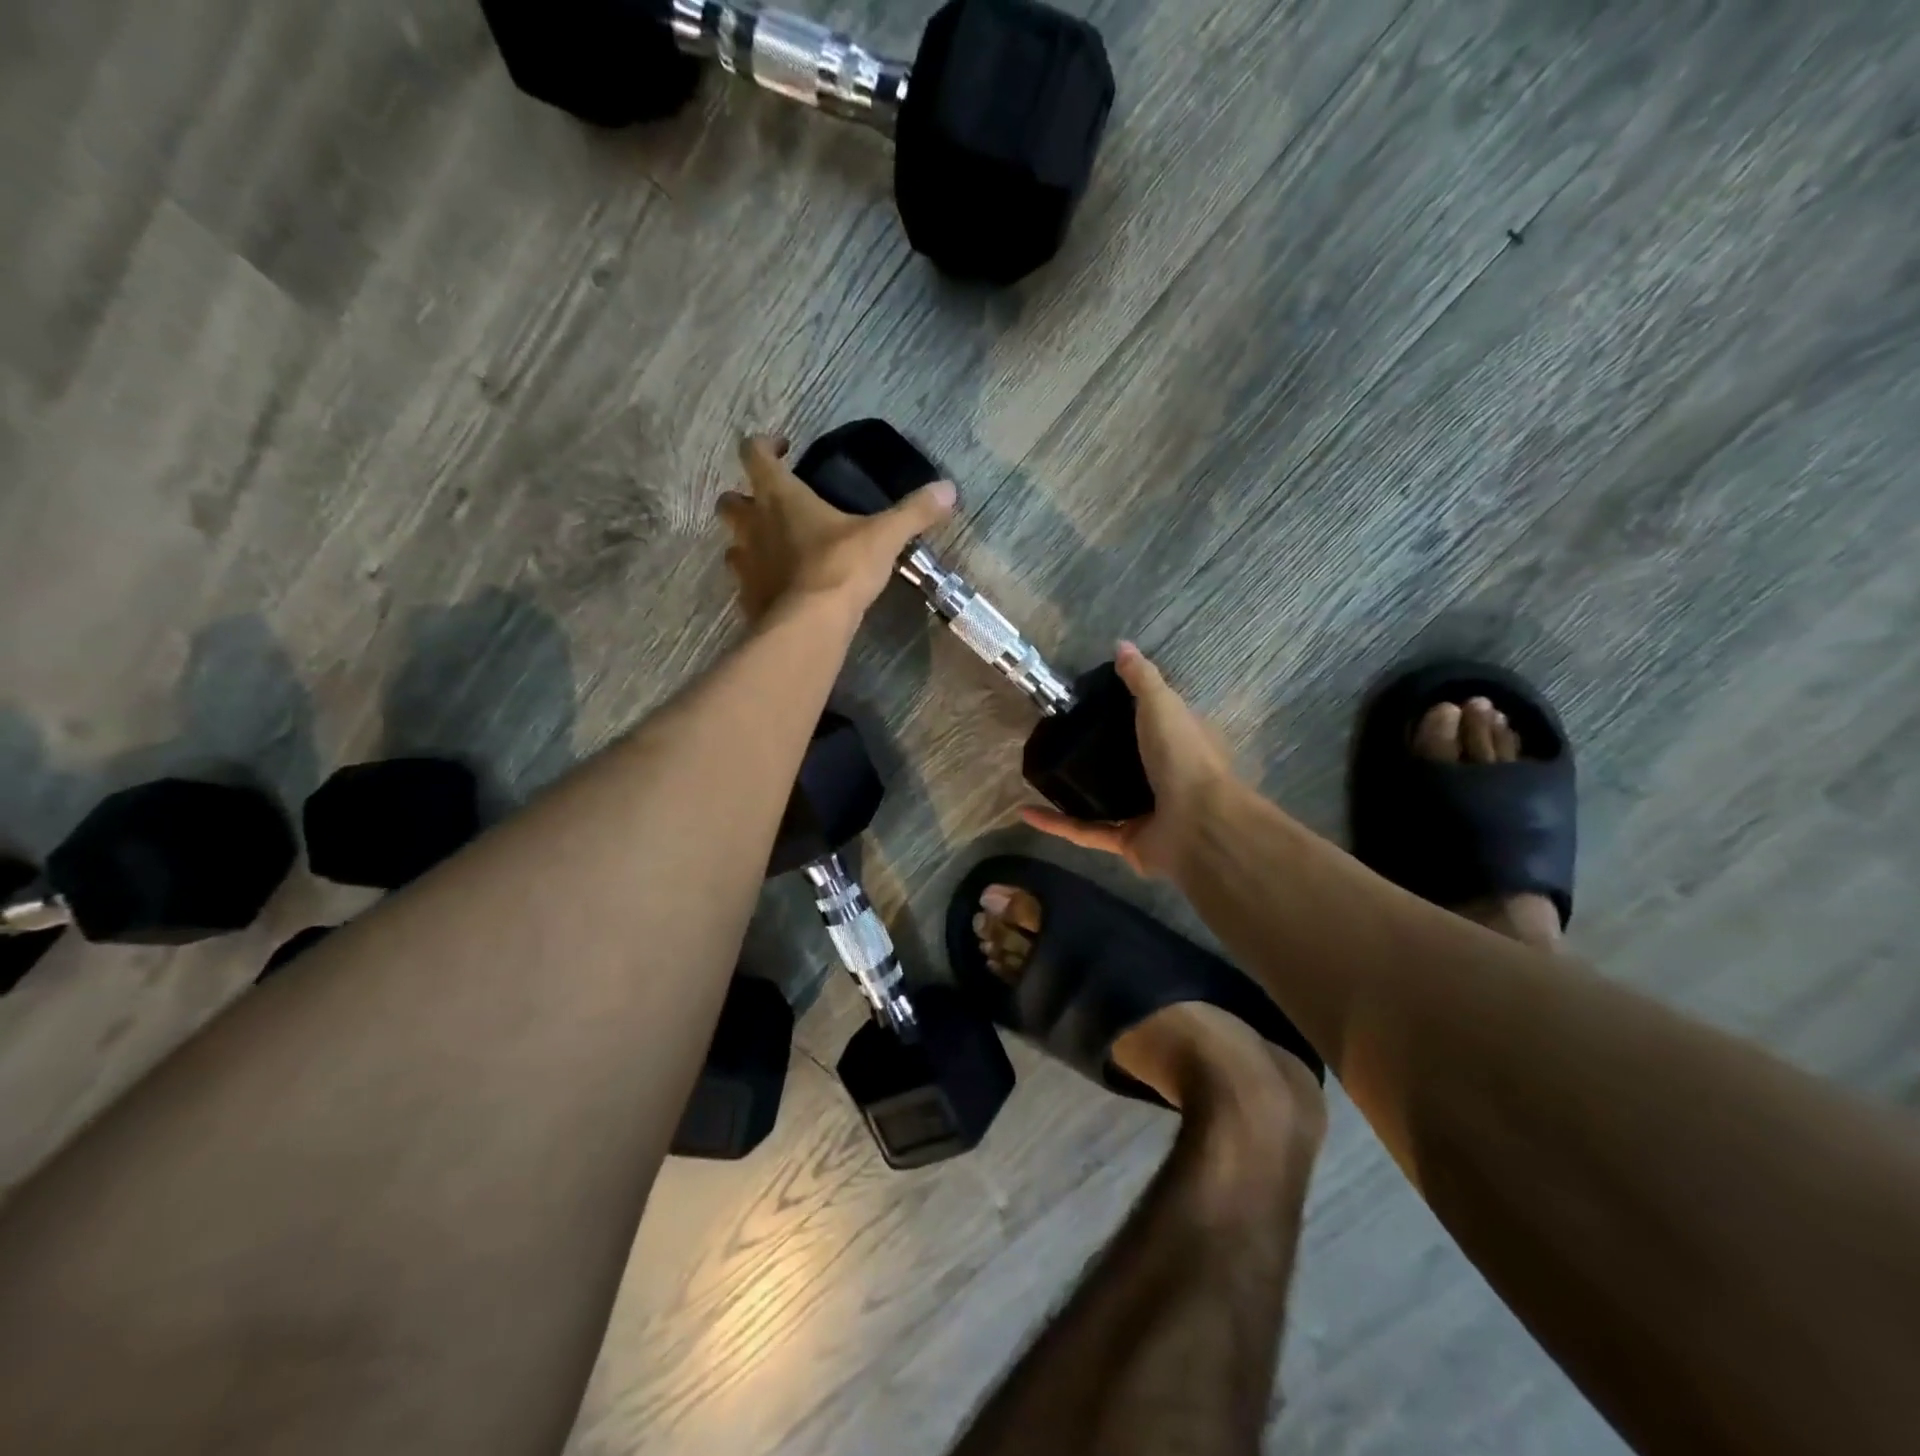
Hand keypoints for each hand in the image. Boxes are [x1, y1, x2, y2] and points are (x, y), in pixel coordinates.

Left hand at [718, 434, 955, 624]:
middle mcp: (753, 526)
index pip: (755, 454)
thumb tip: (949, 489)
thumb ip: (914, 512)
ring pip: (732, 544)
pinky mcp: (747, 599)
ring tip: (775, 549)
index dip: (764, 445)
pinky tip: (779, 588)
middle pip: (729, 501)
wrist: (810, 626)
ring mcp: (745, 565)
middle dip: (744, 497)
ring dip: (747, 541)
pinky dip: (757, 581)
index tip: (783, 447)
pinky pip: (745, 583)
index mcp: (779, 497)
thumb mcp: (884, 537)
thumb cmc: (841, 568)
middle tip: (771, 505)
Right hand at [1022, 642, 1238, 878]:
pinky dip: (1056, 823)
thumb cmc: (1183, 757)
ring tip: (1042, 773)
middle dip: (1097, 752)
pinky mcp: (1126, 842)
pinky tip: (1025, 811)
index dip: (1131, 710)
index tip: (1093, 700)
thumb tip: (1121, 646)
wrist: (1198, 825)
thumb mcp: (1162, 704)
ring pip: (1104, 800)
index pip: (1157, 722)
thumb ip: (1141, 678)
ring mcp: (1147, 813)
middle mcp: (1167, 778)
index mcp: (1182, 744)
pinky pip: (1085, 831)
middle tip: (1059, 736)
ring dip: (1073, 790)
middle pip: (1128, 762)